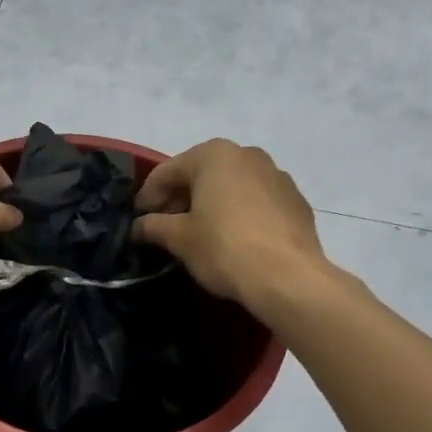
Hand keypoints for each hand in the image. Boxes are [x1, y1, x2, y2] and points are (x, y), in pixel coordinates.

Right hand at [133, 140, 330, 307]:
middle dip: (179, 199)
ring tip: (197, 234)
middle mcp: (247, 154)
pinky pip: (254, 201)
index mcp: (214, 155)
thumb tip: (137, 226)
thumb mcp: (178, 238)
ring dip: (208, 204)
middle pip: (200, 174)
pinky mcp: (295, 200)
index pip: (167, 172)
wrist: (287, 277)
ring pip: (229, 186)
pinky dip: (237, 213)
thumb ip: (152, 226)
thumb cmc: (224, 248)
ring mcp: (276, 175)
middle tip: (164, 228)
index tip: (137, 221)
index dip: (146, 197)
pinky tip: (231, 239)